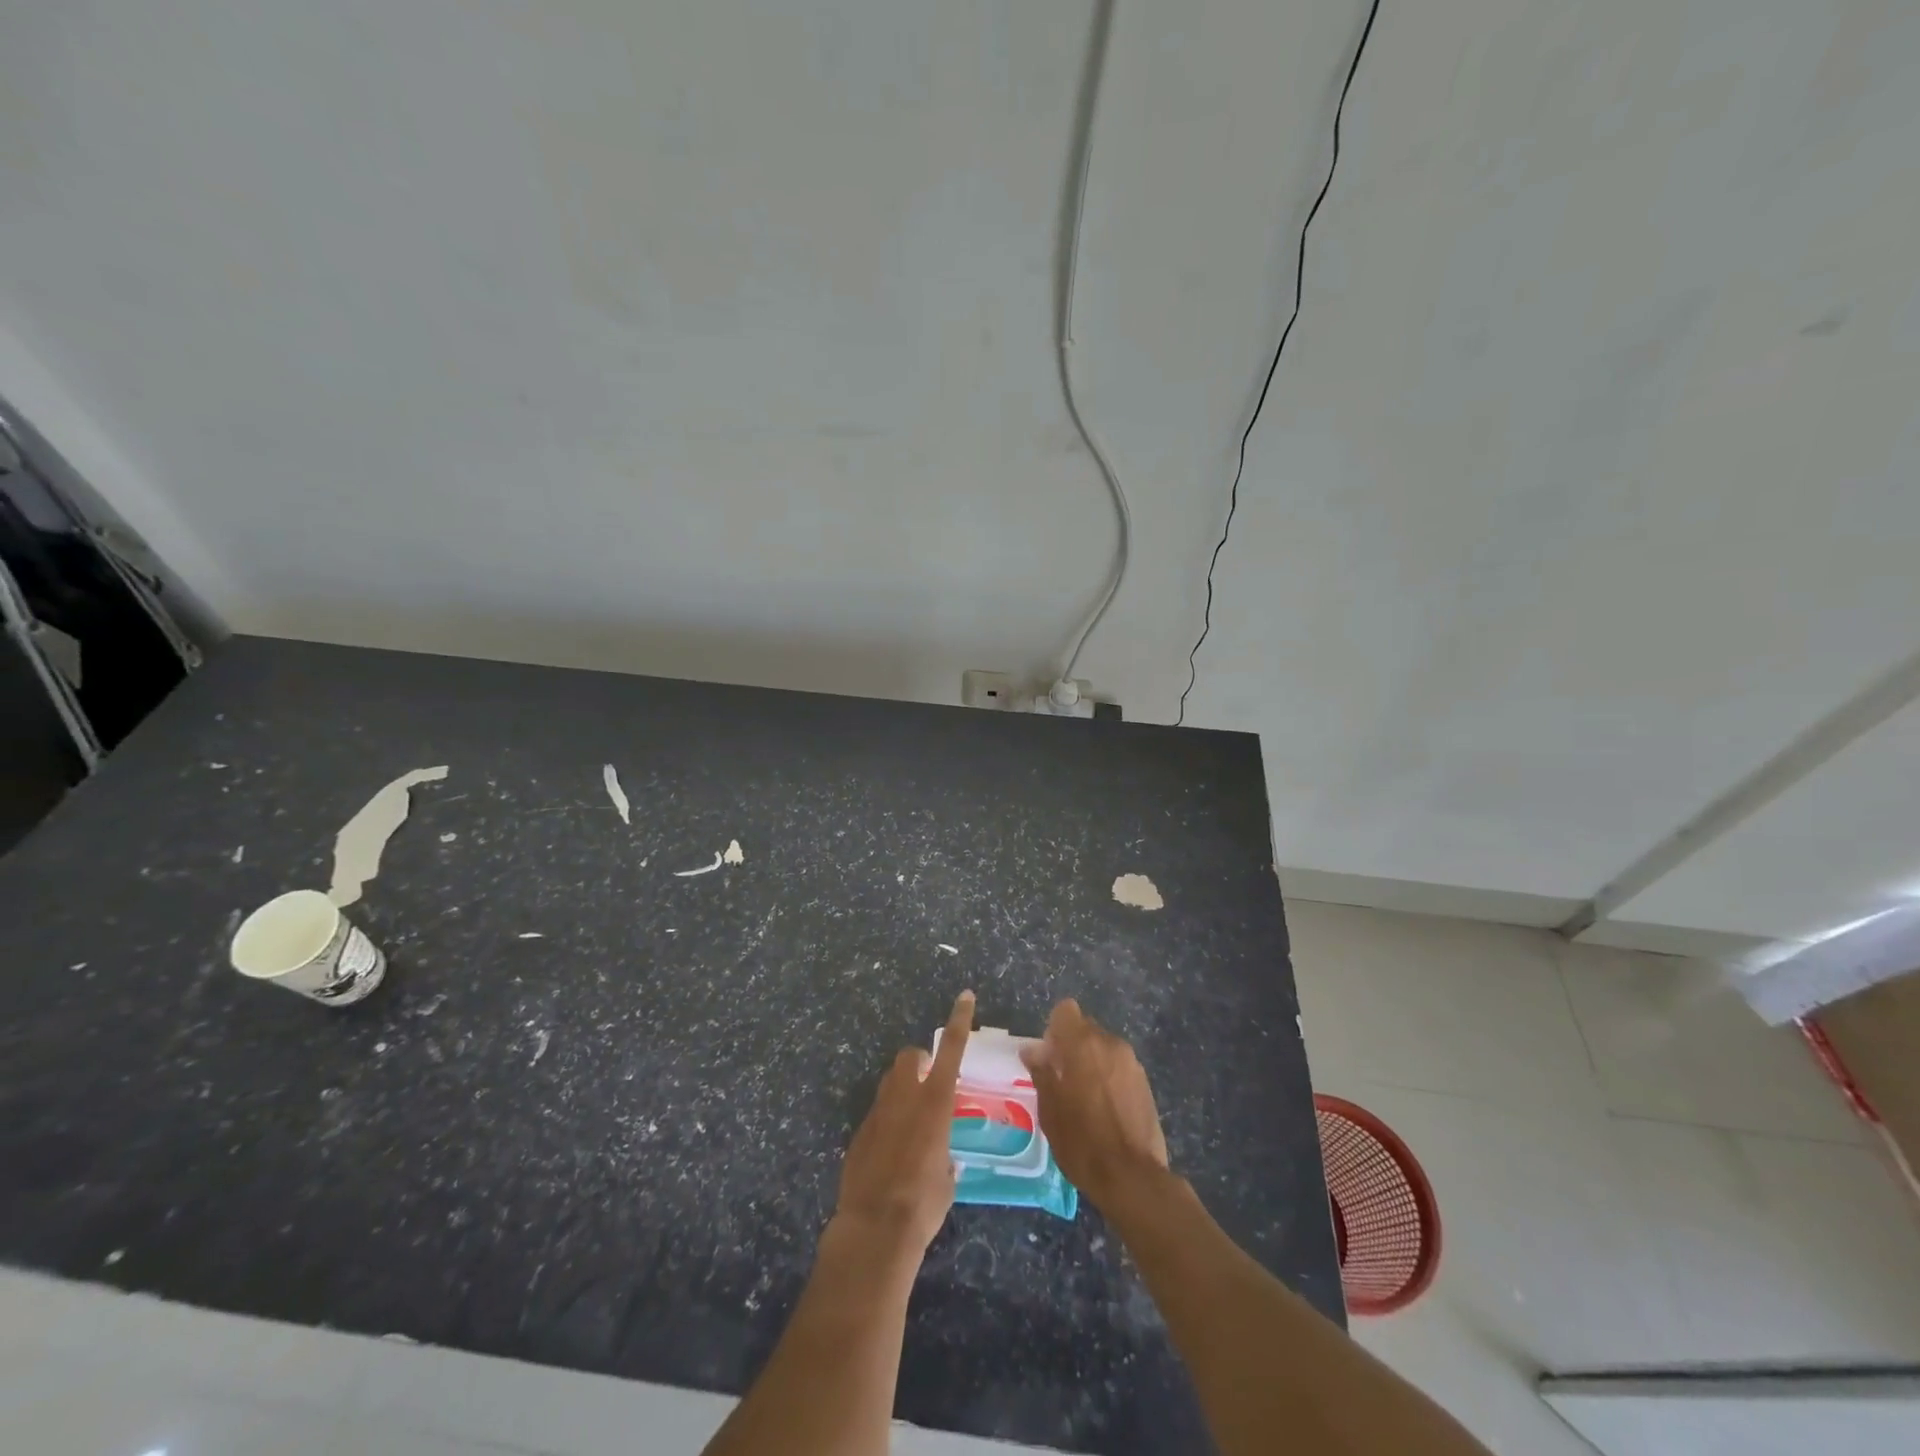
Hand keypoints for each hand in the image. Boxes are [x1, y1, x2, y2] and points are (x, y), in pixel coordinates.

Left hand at [835, 990, 973, 1255]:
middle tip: (929, 1083)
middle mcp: (905, 1097)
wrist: (874, 1227)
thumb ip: (945, 1156)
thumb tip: (943, 1160)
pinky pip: (877, 1114)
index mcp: (936, 1103)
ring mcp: (878, 1112)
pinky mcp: (859, 1133)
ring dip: (903, 1090)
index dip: (959, 1020)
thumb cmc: (923, 1203)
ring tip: (911, 1121)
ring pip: (890, 1082)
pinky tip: (891, 1155)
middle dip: (920, 1061)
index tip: (965, 996)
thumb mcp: (947, 1178)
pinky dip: (887, 1123)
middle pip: (911, 1056)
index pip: (951, 1050)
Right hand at [1020, 999, 1168, 1209]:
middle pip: (1086, 1029)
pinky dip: (1108, 1078)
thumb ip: (1041, 1072)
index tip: (1049, 1057)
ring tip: (1084, 1099)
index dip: (1054, 1029)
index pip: (1066, 1011)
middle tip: (1062, 1080)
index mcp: (1083, 1044)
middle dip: (1072, 1046)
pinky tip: (1105, 1110)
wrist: (1132, 1177)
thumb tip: (1032, 1050)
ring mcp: (1132, 1063)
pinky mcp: (1145, 1083)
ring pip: (1104, 1048)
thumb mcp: (1050, 1109)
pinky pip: (1119, 1067)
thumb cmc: (1082, 1141)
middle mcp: (1110, 1044)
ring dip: (1091, 1062)